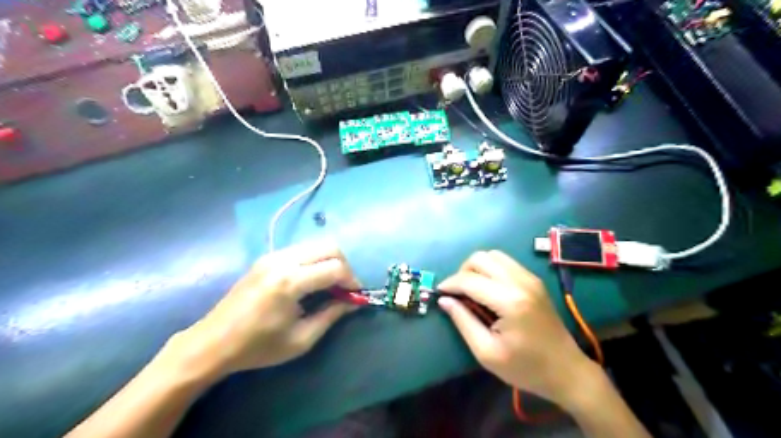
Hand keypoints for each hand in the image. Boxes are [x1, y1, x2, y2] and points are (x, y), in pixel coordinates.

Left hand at [178, 239, 358, 376]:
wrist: (213, 342)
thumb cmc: (258, 347)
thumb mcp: (301, 339)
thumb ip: (331, 316)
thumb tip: (353, 302)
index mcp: (290, 282)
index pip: (335, 268)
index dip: (352, 280)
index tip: (356, 295)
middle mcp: (282, 260)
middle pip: (329, 247)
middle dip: (344, 265)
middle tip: (345, 287)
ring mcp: (273, 255)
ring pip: (316, 244)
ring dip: (330, 260)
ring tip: (331, 283)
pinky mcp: (266, 257)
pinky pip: (302, 249)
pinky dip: (315, 259)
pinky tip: (312, 279)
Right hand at [437, 252, 595, 407]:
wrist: (567, 371)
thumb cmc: (526, 368)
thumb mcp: (487, 352)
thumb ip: (463, 321)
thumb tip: (444, 300)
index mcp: (510, 301)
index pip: (469, 280)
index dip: (450, 284)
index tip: (439, 293)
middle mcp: (520, 282)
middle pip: (480, 258)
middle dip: (462, 272)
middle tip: (457, 293)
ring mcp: (530, 278)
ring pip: (493, 255)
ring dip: (477, 268)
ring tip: (472, 290)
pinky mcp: (534, 280)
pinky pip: (506, 262)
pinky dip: (491, 269)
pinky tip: (489, 289)